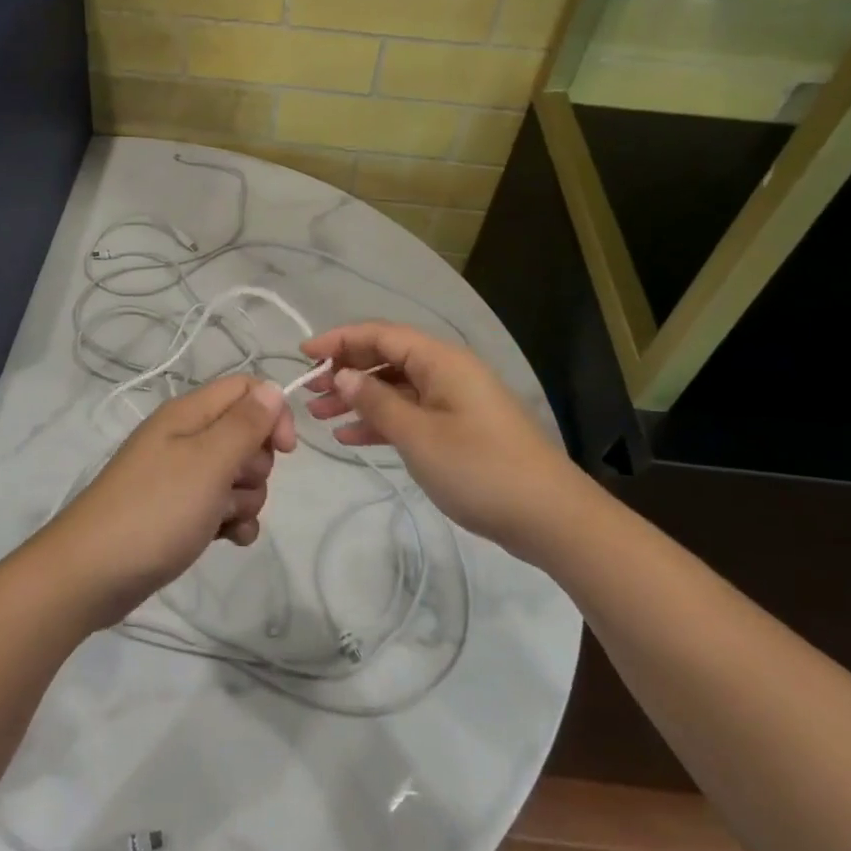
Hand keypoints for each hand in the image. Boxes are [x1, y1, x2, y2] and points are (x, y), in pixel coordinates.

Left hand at [39, 375, 297, 627]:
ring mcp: (181, 477)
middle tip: (231, 486)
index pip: (246, 389)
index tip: (284, 451)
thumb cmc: (155, 510)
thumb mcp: (207, 462)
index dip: (272, 414)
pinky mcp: (180, 512)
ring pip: (238, 476)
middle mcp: (185, 438)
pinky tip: (226, 541)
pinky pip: (223, 508)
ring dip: (243, 501)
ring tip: (219, 520)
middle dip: (255, 467)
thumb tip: (274, 388)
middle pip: (246, 436)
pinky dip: (231, 523)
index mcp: (188, 414)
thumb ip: (245, 424)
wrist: (93, 574)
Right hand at [300, 322, 582, 549]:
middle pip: (387, 357)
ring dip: (358, 398)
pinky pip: (410, 412)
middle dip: (345, 370)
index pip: (380, 334)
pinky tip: (351, 436)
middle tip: (308, 392)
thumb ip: (377, 402)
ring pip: (395, 387)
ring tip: (319, 416)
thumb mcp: (418, 435)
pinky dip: (381, 420)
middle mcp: (447, 371)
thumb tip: (344, 375)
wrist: (548, 516)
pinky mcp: (458, 428)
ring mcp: (454, 400)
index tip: (302, 354)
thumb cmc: (479, 468)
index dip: (339, 340)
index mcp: (441, 361)